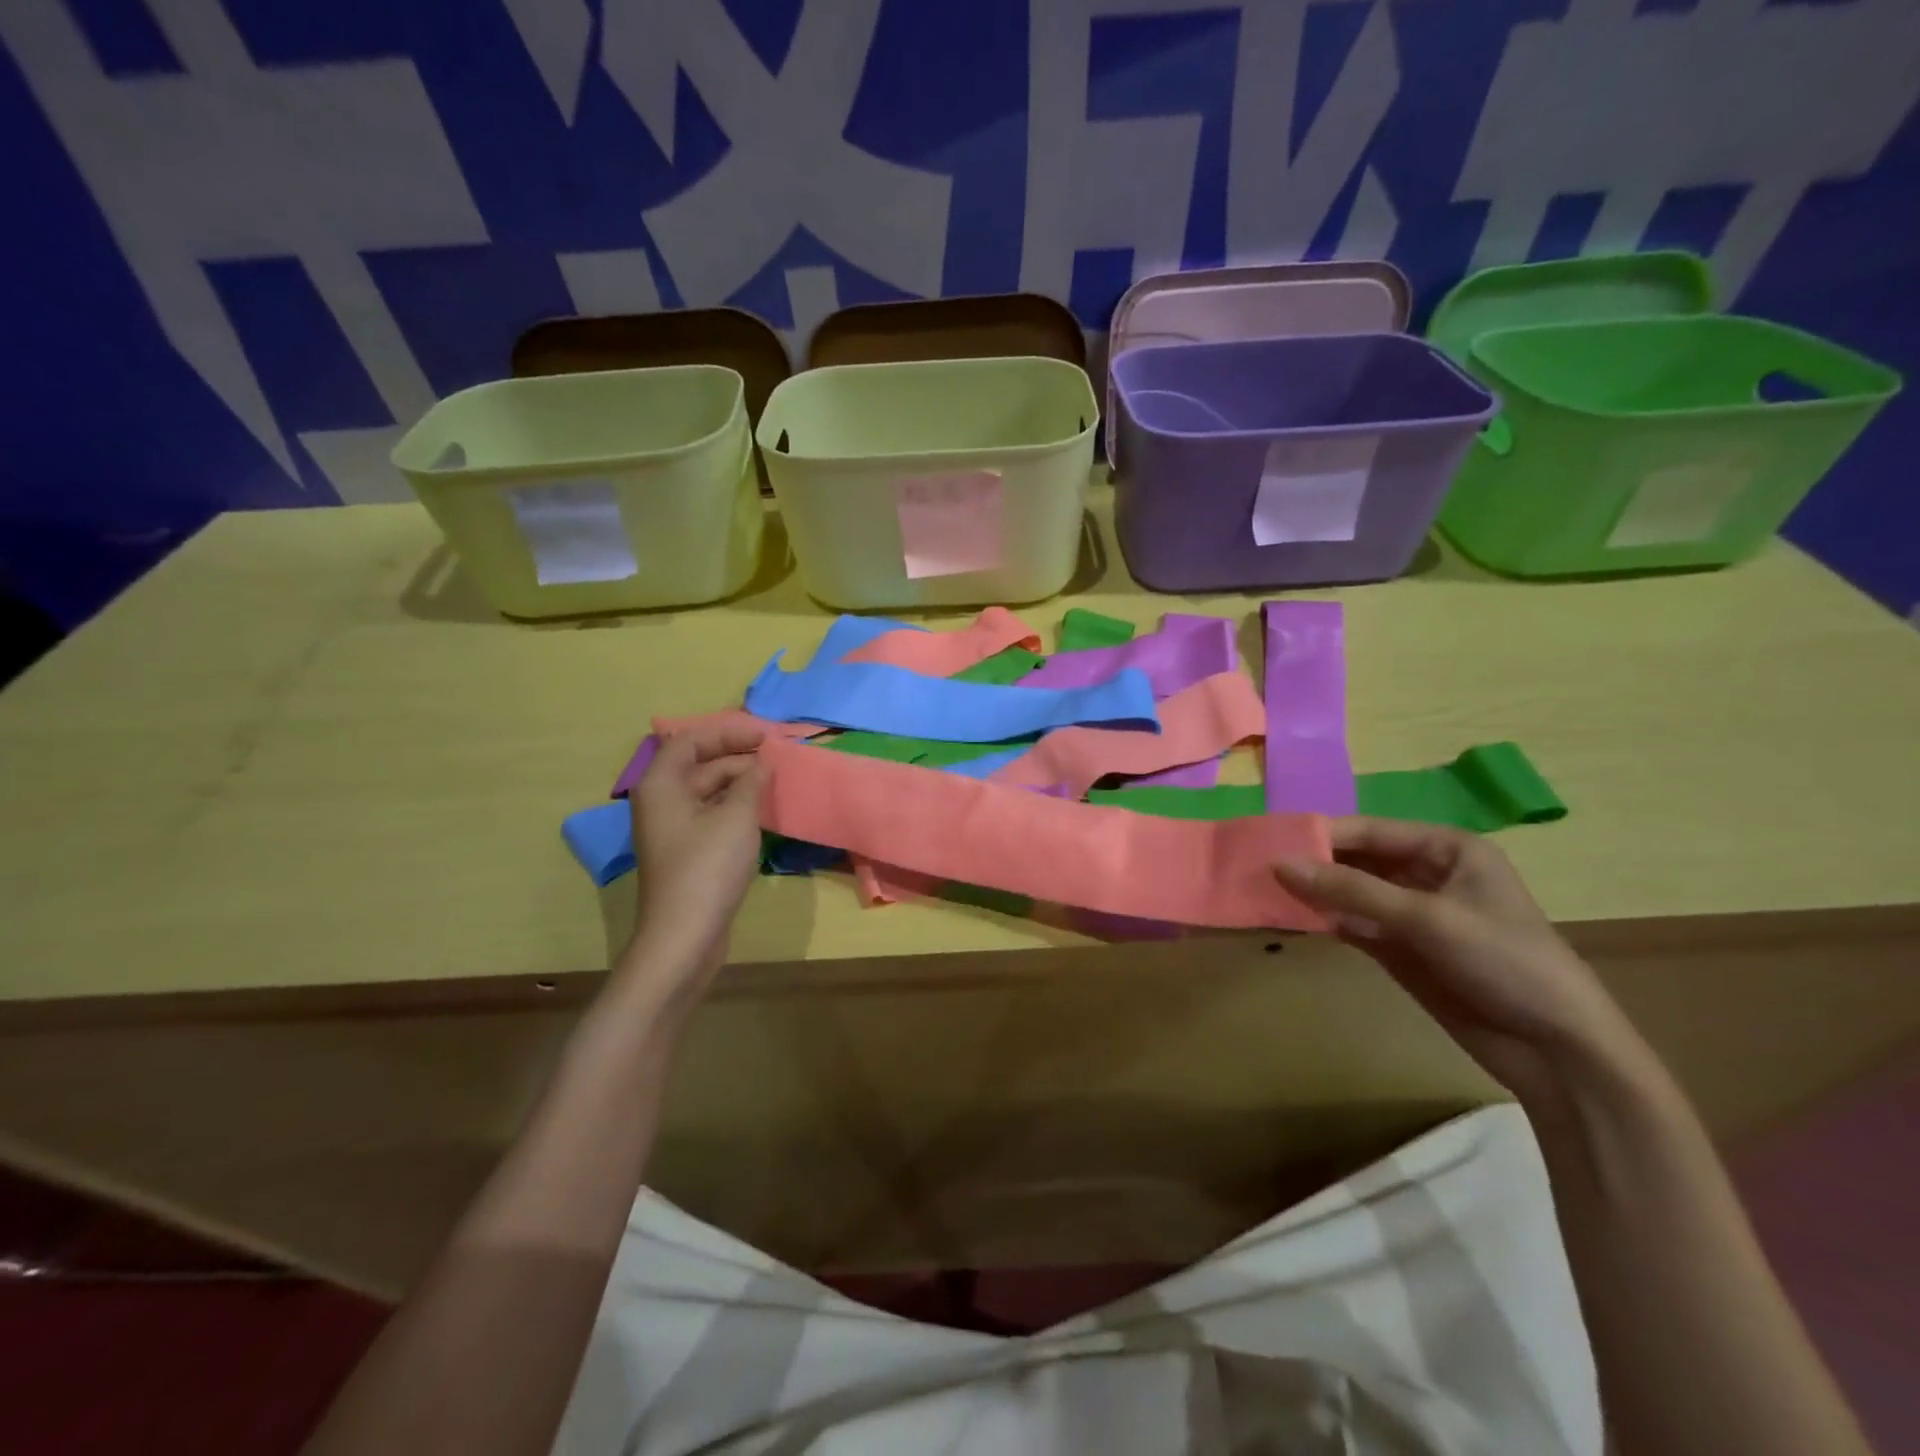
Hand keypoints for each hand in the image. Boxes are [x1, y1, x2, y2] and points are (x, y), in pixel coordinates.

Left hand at [624, 722, 764, 991]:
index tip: (766, 735)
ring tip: (776, 779)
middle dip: (738, 755)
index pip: (692, 740)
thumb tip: (763, 761)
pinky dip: (736, 805)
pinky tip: (763, 808)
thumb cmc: (708, 867)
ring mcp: (673, 828)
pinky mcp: (687, 851)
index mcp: (662, 784)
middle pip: (699, 763)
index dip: (729, 732)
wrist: (684, 935)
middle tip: (778, 755)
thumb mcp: (736, 817)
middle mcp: (661, 800)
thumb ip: (752, 781)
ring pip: (708, 790)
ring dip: (740, 781)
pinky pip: (712, 814)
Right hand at [1275, 818, 1648, 1104]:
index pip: (1370, 831)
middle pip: (1356, 859)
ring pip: (1349, 892)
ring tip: (1262, 890)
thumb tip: (1279, 864)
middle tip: (1257, 867)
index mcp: (1447, 849)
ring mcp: (1411, 913)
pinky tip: (1289, 919)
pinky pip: (1352, 924)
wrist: (1556, 1051)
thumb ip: (1351, 890)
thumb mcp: (1427, 918)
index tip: (1269, 841)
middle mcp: (1426, 873)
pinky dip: (1324, 921)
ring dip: (1313, 893)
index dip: (1321, 835)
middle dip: (1313, 863)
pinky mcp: (1400, 949)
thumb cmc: (1504, 962)